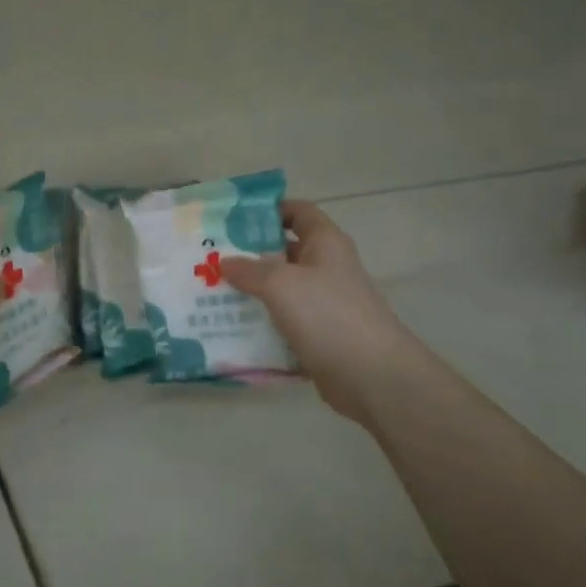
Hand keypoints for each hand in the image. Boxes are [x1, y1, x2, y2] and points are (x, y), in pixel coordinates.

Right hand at [220, 202, 412, 421]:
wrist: (373, 377)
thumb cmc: (328, 315)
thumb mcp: (281, 284)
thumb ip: (249, 270)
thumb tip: (225, 262)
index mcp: (325, 243)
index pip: (298, 211)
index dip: (269, 209)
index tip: (233, 218)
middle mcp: (326, 268)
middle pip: (284, 251)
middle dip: (249, 254)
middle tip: (212, 257)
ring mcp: (324, 304)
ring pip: (281, 290)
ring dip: (251, 291)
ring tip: (213, 292)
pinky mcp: (319, 336)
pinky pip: (284, 322)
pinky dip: (261, 323)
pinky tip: (232, 327)